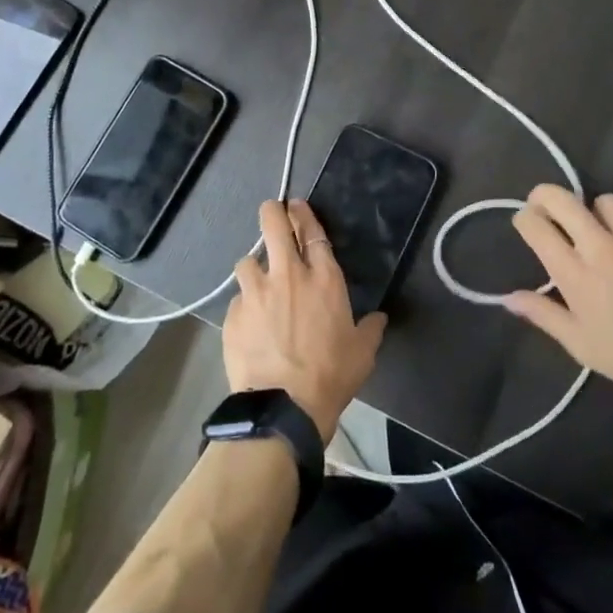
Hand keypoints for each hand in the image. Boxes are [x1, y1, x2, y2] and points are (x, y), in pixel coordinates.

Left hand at [225, 200, 385, 441]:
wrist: (283, 406)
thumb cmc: (331, 376)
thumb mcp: (362, 353)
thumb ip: (370, 329)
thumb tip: (379, 318)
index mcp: (323, 280)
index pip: (312, 232)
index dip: (303, 215)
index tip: (296, 206)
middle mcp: (288, 276)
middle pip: (274, 226)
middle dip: (271, 212)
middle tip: (271, 211)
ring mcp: (256, 293)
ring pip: (246, 261)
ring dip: (253, 267)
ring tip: (256, 281)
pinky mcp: (234, 315)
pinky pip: (237, 300)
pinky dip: (243, 306)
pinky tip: (248, 323)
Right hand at [506, 185, 612, 409]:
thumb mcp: (579, 344)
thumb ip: (543, 314)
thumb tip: (509, 297)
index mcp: (575, 272)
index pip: (536, 226)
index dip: (524, 219)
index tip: (527, 225)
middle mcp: (601, 247)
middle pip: (563, 199)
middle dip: (546, 196)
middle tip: (547, 208)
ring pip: (607, 202)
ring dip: (597, 212)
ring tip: (601, 229)